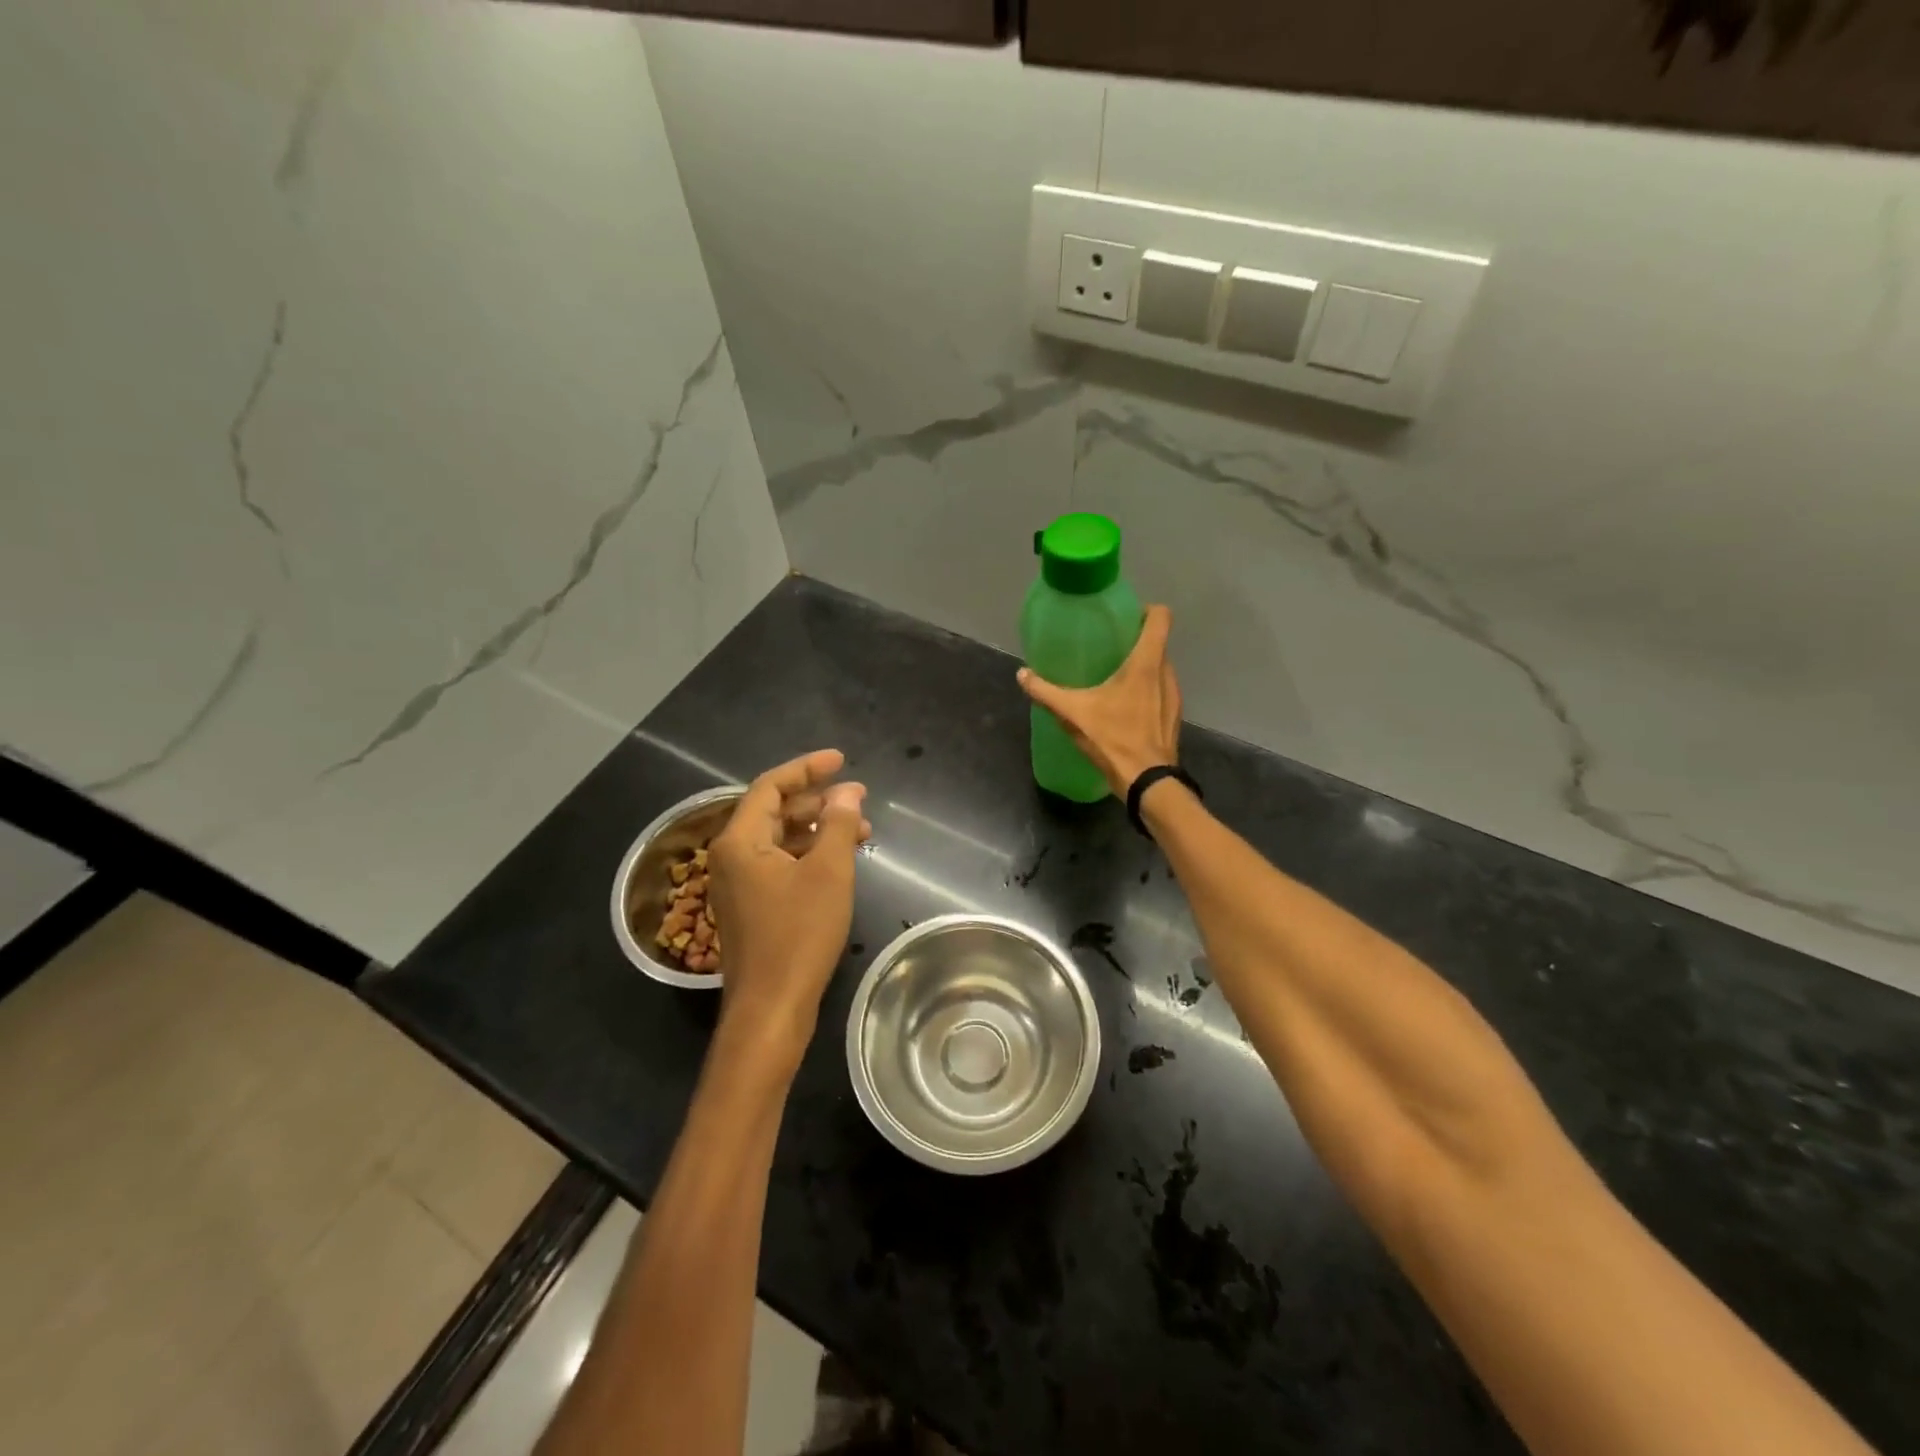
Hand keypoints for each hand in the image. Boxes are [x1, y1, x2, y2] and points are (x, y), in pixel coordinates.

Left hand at [707, 749, 869, 1064]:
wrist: (771, 1008)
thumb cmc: (799, 935)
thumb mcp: (828, 872)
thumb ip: (837, 824)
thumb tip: (846, 791)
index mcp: (740, 841)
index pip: (771, 786)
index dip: (807, 768)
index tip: (841, 759)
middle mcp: (731, 856)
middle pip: (774, 811)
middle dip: (818, 800)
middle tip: (859, 798)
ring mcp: (739, 884)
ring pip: (780, 840)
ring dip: (818, 829)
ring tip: (861, 830)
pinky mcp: (751, 907)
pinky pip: (780, 864)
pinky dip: (809, 855)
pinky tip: (839, 861)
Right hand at [1017, 604, 1181, 797]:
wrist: (1147, 781)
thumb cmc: (1113, 739)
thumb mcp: (1073, 714)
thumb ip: (1046, 692)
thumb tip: (1022, 674)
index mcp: (1146, 663)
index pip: (1160, 618)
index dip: (1144, 610)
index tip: (1123, 617)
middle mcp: (1165, 673)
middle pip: (1158, 642)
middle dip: (1136, 640)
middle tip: (1109, 647)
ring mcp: (1173, 695)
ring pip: (1160, 667)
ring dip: (1142, 667)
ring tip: (1114, 676)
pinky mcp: (1173, 716)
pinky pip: (1161, 690)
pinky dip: (1147, 690)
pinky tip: (1125, 706)